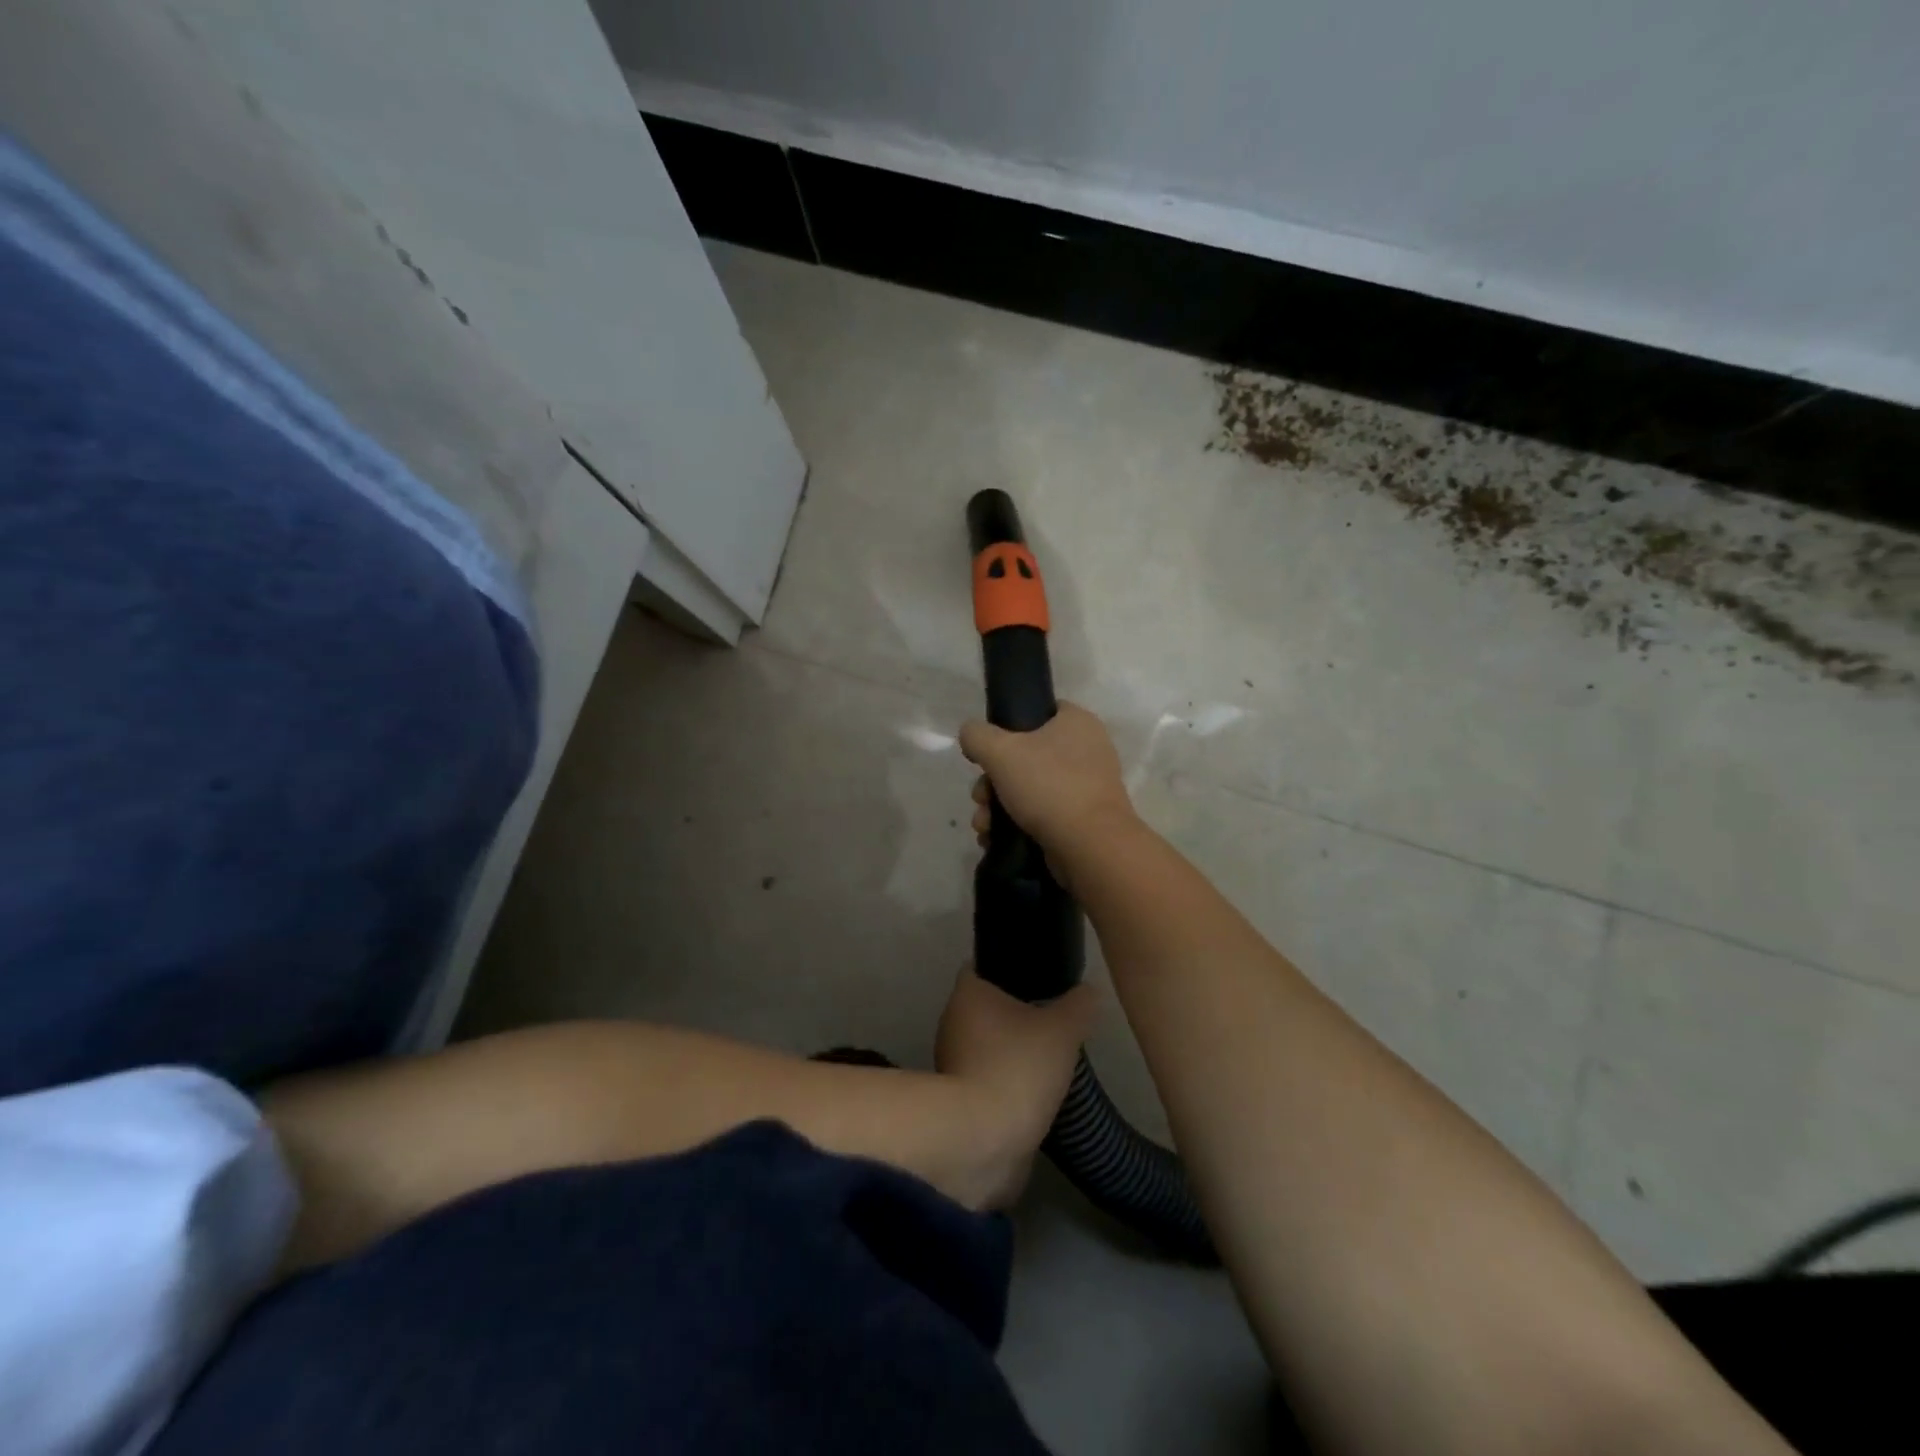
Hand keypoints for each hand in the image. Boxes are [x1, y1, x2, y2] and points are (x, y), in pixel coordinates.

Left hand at [936, 966, 1096, 1206]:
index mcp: (968, 993)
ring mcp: (949, 1063)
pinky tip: (1033, 1093)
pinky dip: (1005, 1084)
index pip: (982, 968)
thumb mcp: (1063, 1030)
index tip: (1038, 978)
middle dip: (1014, 1015)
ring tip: (1047, 1060)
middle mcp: (951, 1021)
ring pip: (984, 1046)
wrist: (982, 1139)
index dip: (1009, 970)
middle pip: (985, 1008)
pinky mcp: (955, 1101)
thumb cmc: (1018, 1067)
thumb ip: (1080, 1005)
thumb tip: (1090, 991)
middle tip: (1051, 1021)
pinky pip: (984, 1080)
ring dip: (1010, 1052)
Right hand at [961, 702, 1138, 876]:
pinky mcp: (1082, 820)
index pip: (1037, 712)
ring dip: (998, 807)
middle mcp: (1086, 750)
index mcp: (1076, 723)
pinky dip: (1016, 825)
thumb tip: (971, 735)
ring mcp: (1086, 787)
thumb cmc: (1048, 785)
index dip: (1006, 728)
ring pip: (1029, 789)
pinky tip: (994, 839)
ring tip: (984, 827)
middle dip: (992, 782)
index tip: (987, 751)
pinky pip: (1041, 814)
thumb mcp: (1000, 751)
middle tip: (981, 798)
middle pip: (1025, 757)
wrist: (1089, 846)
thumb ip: (977, 735)